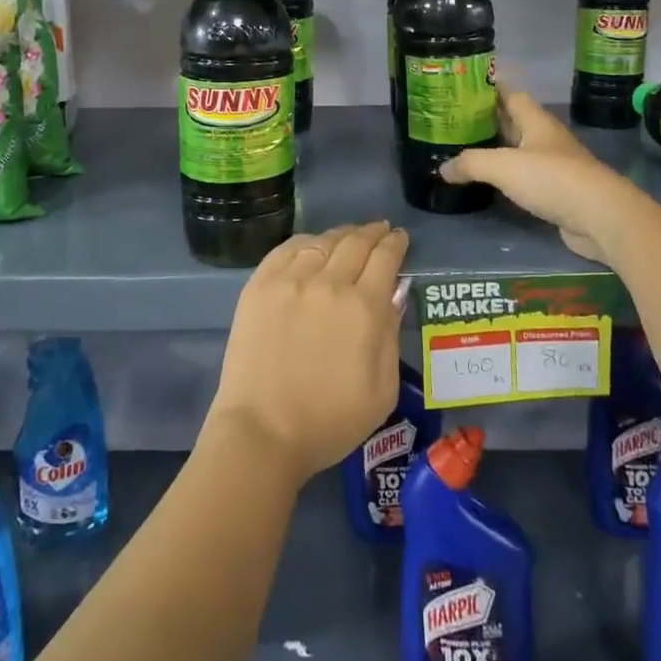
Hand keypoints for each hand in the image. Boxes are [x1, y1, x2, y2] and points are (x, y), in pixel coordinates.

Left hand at [205, 221, 409, 481]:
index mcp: (364, 308)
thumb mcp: (382, 391)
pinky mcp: (259, 285)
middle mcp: (328, 283)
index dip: (396, 244)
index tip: (400, 238)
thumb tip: (394, 296)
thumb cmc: (329, 421)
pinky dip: (306, 241)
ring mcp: (290, 280)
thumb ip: (391, 336)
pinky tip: (313, 244)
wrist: (262, 430)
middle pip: (355, 242)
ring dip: (341, 234)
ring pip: (322, 241)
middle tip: (381, 229)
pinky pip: (287, 249)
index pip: (385, 259)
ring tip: (349, 236)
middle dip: (373, 232)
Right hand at [441, 91, 621, 266]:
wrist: (601, 217)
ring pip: (519, 151)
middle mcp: (546, 139)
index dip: (490, 89)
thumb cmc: (552, 178)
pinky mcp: (558, 192)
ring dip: (497, 150)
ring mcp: (555, 166)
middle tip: (456, 121)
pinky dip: (508, 177)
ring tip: (465, 151)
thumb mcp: (502, 166)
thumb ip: (470, 163)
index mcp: (536, 121)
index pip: (511, 94)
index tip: (465, 88)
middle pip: (514, 122)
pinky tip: (490, 183)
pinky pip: (526, 178)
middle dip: (488, 120)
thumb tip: (443, 168)